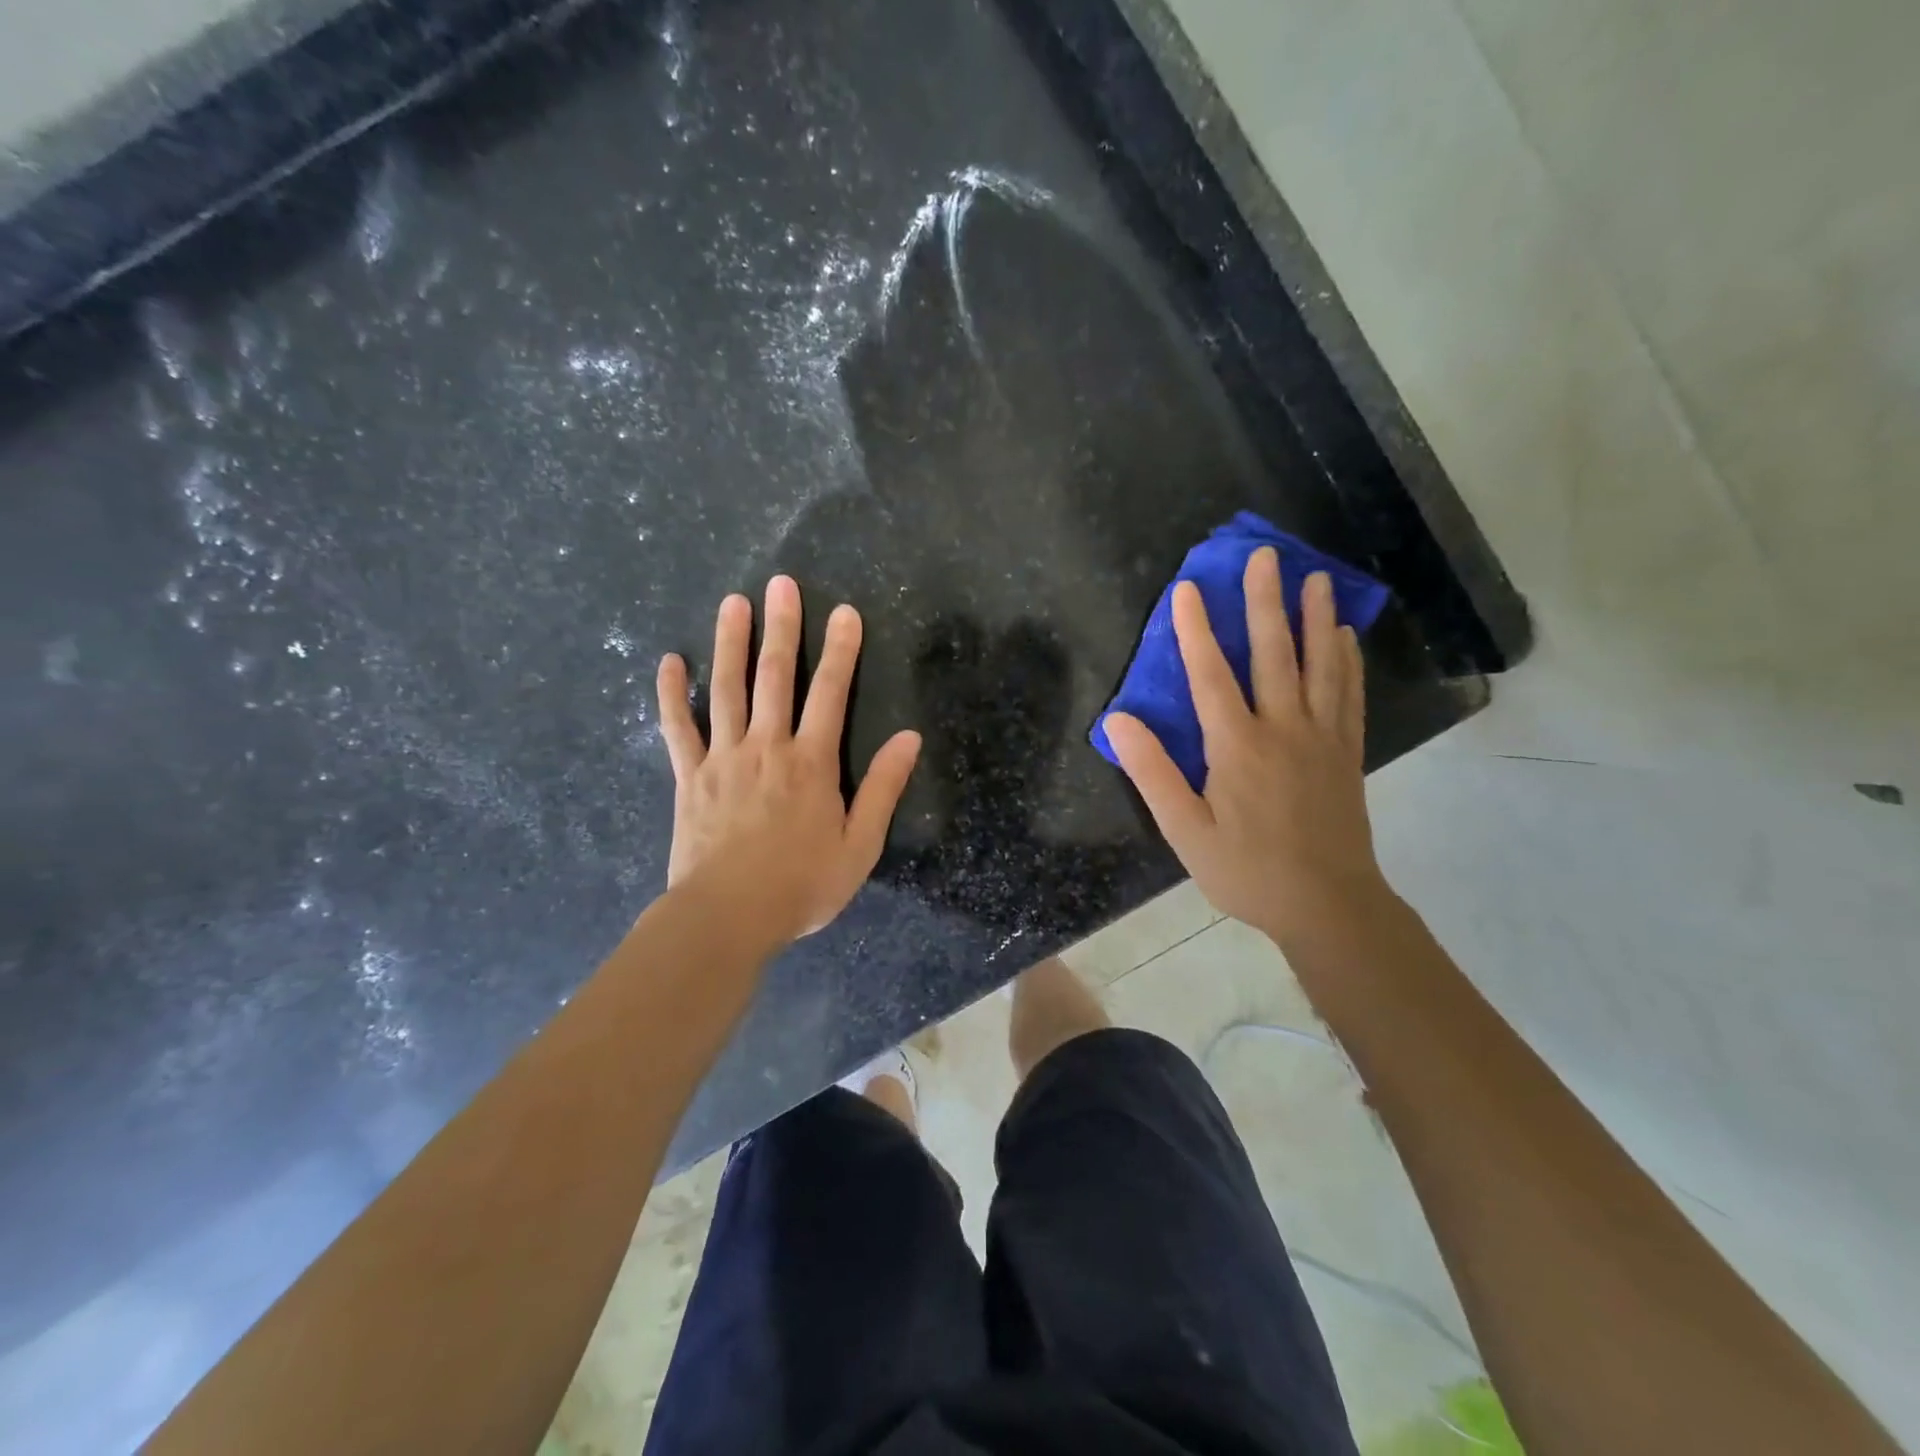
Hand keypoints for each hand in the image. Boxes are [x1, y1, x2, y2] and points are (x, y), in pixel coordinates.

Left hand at [657, 576, 921, 946]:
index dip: (841, 650)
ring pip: (727, 689)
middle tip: (781, 584)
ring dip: (731, 644)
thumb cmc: (801, 885)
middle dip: (782, 628)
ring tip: (733, 603)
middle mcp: (767, 747)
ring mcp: (723, 758)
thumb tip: (910, 738)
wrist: (727, 916)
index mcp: (812, 763)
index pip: (831, 693)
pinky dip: (671, 693)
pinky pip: (677, 728)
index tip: (844, 612)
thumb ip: (884, 787)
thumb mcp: (860, 844)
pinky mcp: (689, 776)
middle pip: (776, 677)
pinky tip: (669, 661)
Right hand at [1103, 548, 1389, 949]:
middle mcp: (1282, 729)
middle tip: (1266, 556)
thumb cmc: (1246, 870)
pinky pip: (1348, 696)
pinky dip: (1346, 662)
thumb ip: (1152, 772)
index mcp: (1236, 746)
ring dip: (1314, 618)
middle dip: (1265, 602)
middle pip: (1273, 654)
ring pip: (1319, 665)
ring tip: (1315, 577)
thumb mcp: (1184, 831)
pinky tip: (1344, 637)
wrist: (1328, 905)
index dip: (1196, 629)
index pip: (1211, 674)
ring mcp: (1321, 738)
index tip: (1188, 588)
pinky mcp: (1346, 753)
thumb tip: (1117, 720)